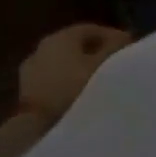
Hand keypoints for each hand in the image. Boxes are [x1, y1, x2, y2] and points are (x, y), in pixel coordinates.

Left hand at [16, 24, 132, 125]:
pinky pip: (53, 80)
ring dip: (81, 68)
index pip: (91, 29)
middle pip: (76, 45)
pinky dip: (67, 82)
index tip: (129, 47)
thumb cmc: (74, 88)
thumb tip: (125, 39)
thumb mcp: (102, 65)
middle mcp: (43, 46)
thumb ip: (115, 48)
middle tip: (116, 63)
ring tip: (100, 81)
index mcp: (61, 35)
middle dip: (97, 52)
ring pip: (64, 63)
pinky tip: (80, 94)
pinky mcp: (26, 91)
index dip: (112, 36)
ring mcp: (31, 69)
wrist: (36, 127)